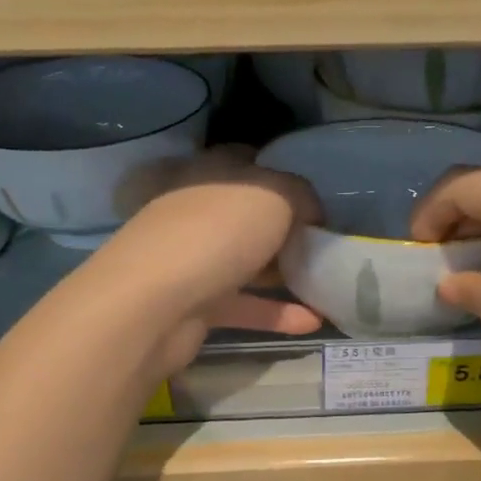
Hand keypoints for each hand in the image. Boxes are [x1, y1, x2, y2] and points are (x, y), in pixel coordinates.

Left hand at [84, 147, 324, 372]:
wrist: (155, 304)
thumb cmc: (217, 232)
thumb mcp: (275, 194)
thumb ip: (301, 195)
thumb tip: (311, 212)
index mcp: (207, 173)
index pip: (244, 159)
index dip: (279, 170)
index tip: (313, 195)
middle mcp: (195, 211)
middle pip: (246, 215)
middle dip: (284, 227)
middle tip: (324, 242)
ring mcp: (192, 260)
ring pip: (245, 262)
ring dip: (283, 273)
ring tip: (325, 283)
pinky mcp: (194, 304)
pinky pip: (243, 305)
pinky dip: (276, 313)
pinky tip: (312, 321)